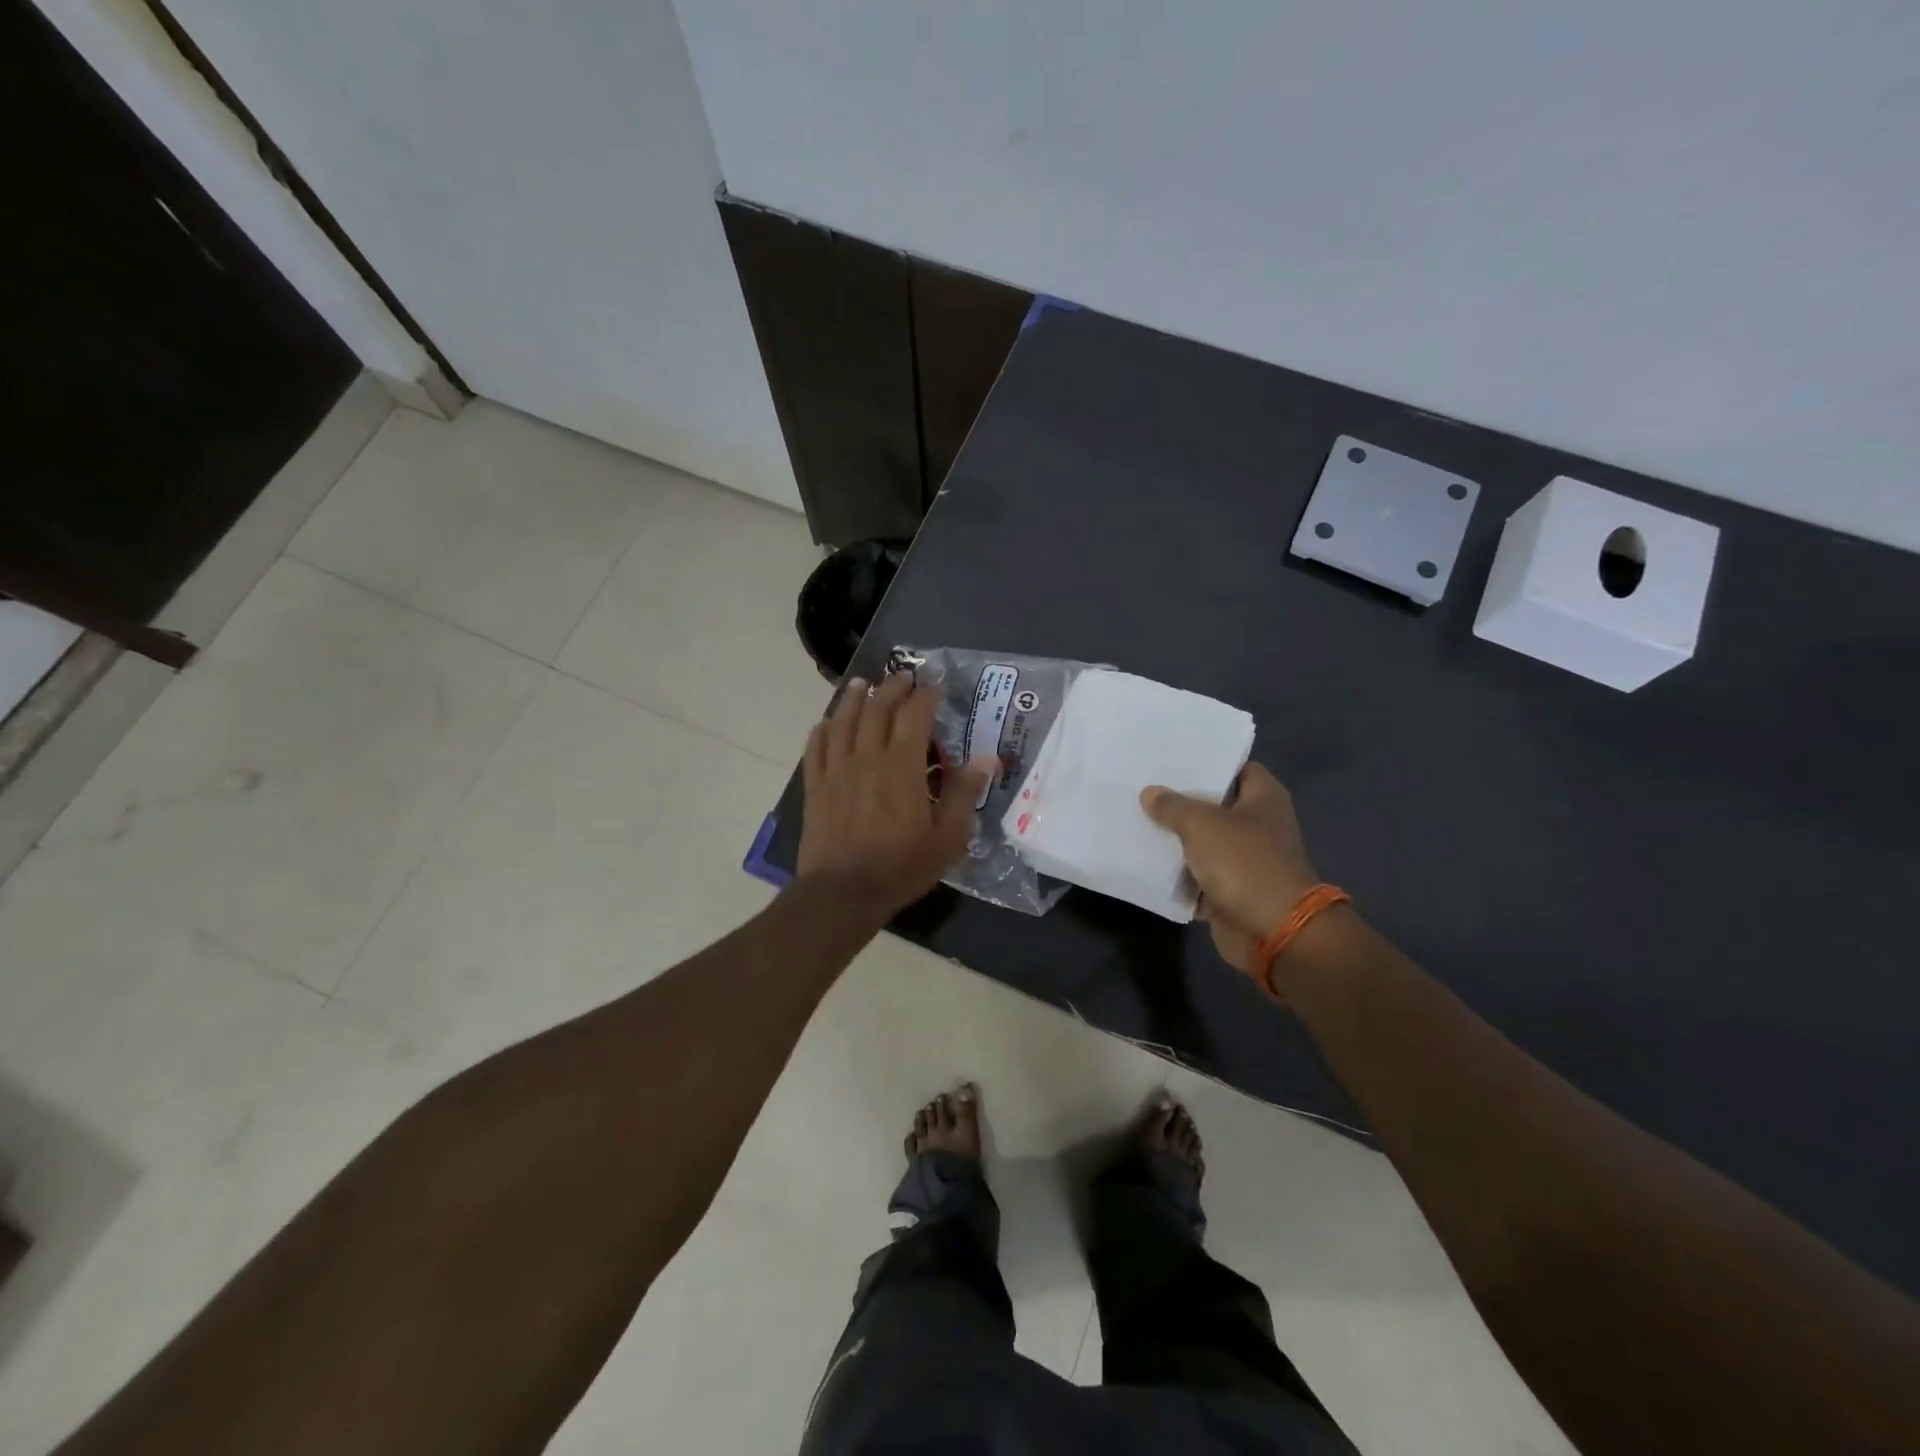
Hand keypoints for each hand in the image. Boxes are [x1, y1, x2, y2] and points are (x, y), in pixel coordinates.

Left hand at [798, 674, 991, 913]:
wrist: (842, 893)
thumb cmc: (901, 867)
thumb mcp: (947, 837)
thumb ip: (964, 794)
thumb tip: (987, 759)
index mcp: (902, 766)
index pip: (915, 715)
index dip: (926, 696)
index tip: (936, 688)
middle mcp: (867, 757)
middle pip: (877, 708)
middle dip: (892, 688)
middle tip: (903, 677)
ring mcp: (836, 770)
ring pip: (843, 720)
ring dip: (854, 698)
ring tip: (863, 684)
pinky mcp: (815, 786)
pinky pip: (815, 747)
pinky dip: (823, 729)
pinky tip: (828, 723)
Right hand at [1140, 764, 1320, 977]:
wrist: (1273, 931)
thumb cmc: (1245, 863)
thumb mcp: (1202, 825)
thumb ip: (1173, 806)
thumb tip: (1150, 792)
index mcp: (1264, 798)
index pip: (1236, 766)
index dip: (1207, 761)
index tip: (1172, 758)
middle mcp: (1258, 824)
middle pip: (1215, 804)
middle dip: (1182, 799)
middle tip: (1144, 785)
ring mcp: (1245, 859)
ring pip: (1203, 841)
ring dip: (1176, 837)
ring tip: (1136, 817)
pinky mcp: (1231, 889)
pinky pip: (1197, 875)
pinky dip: (1177, 872)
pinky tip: (1144, 858)